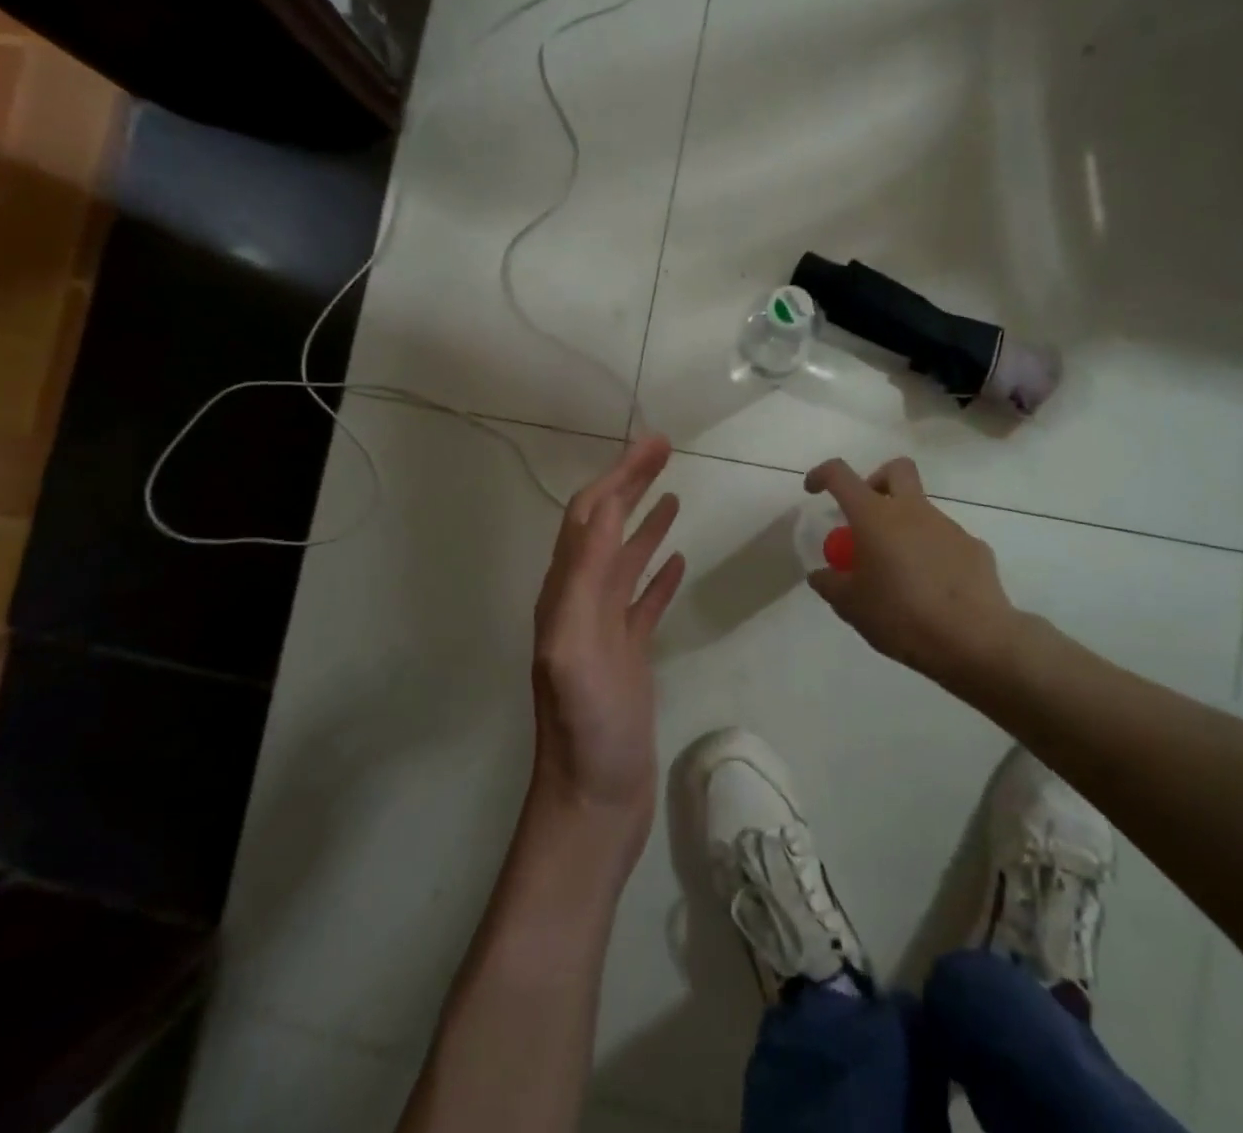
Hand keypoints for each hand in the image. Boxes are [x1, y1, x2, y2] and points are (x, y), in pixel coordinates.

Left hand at [529, 434, 685, 854]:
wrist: (594, 799)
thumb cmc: (586, 727)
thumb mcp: (576, 647)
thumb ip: (585, 578)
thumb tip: (604, 510)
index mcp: (565, 592)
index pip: (590, 515)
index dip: (618, 475)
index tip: (653, 444)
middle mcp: (580, 600)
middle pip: (606, 526)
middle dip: (632, 484)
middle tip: (665, 452)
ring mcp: (605, 627)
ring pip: (625, 559)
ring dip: (645, 521)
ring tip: (673, 494)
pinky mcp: (627, 652)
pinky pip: (643, 599)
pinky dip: (658, 572)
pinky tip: (676, 558)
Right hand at [803, 456, 1019, 683]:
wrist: (973, 640)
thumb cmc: (901, 616)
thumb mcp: (851, 606)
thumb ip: (830, 584)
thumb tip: (821, 574)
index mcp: (875, 517)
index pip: (841, 475)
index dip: (822, 475)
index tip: (813, 490)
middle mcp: (913, 510)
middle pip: (896, 469)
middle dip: (877, 481)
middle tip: (866, 516)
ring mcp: (948, 527)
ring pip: (922, 510)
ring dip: (905, 528)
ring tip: (899, 574)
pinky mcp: (974, 548)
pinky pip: (945, 541)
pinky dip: (932, 555)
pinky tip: (932, 591)